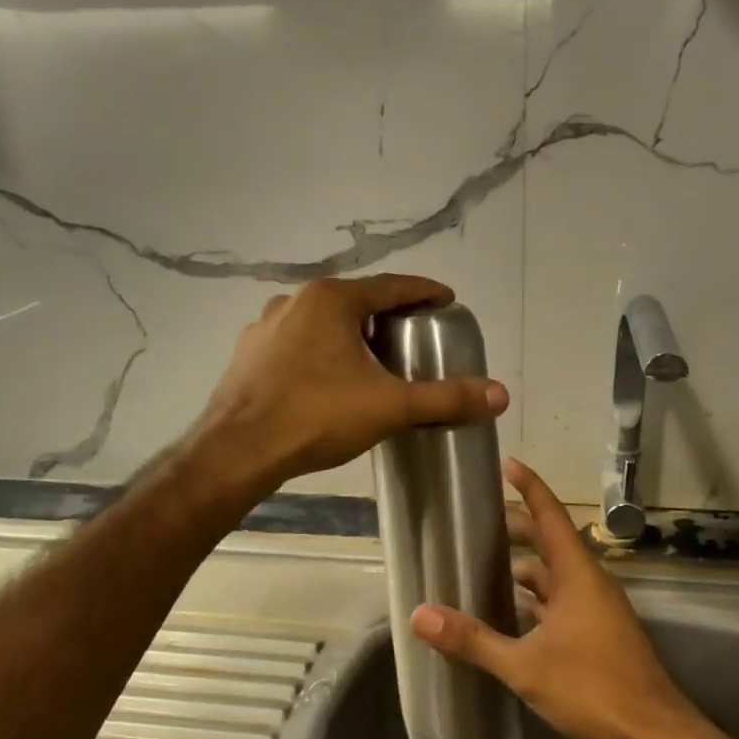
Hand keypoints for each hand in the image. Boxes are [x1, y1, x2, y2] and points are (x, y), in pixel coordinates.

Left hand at [191, 275, 508, 494]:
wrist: (237, 451)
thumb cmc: (316, 417)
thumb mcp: (390, 407)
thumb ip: (446, 399)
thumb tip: (501, 395)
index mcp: (331, 300)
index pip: (391, 286)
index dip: (424, 292)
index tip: (446, 301)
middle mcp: (295, 300)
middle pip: (355, 301)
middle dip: (386, 315)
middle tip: (412, 337)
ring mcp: (264, 326)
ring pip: (321, 322)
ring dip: (349, 333)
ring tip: (370, 359)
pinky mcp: (247, 354)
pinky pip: (294, 343)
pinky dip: (318, 352)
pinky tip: (325, 379)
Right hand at [412, 458, 730, 738]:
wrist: (654, 737)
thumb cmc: (593, 689)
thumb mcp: (526, 666)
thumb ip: (473, 640)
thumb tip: (420, 616)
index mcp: (578, 575)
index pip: (551, 516)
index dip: (529, 487)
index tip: (507, 464)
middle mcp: (589, 583)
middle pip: (550, 542)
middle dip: (517, 529)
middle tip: (476, 523)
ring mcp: (596, 610)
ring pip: (555, 575)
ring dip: (524, 568)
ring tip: (483, 567)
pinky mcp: (598, 634)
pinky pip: (560, 602)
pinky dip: (535, 600)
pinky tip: (509, 615)